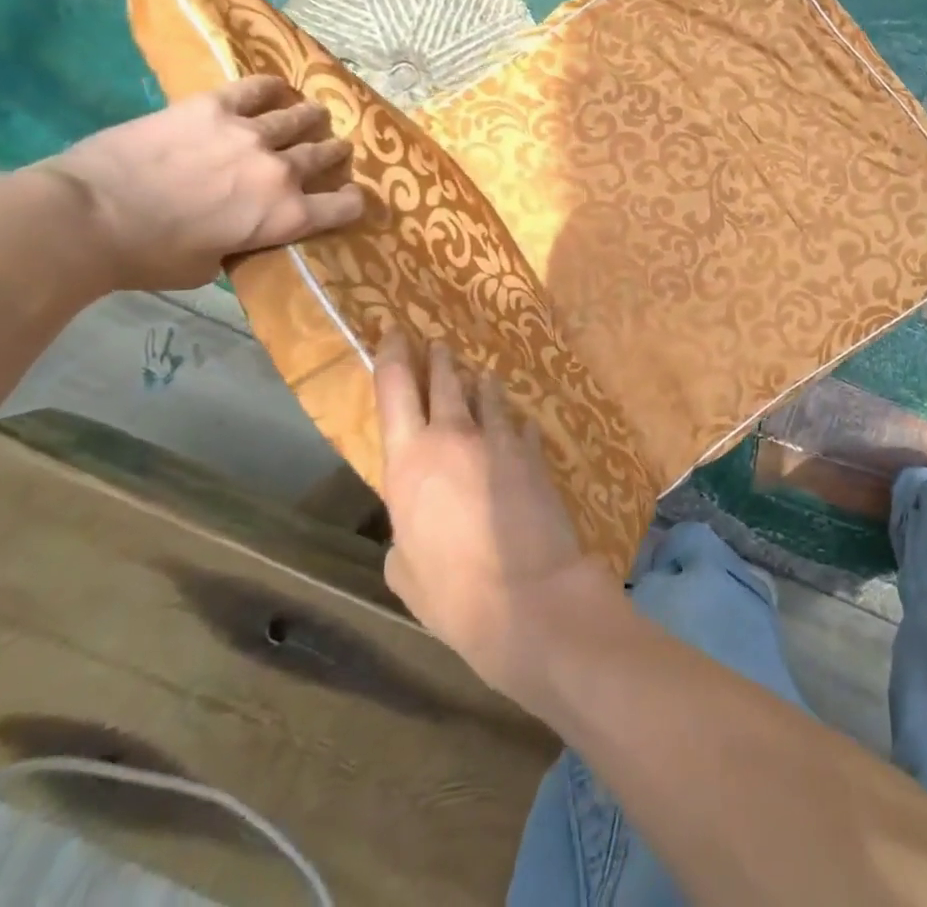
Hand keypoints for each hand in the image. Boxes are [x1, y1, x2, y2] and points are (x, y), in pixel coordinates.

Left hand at [14, 75, 365, 292]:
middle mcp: (282, 171)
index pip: (347, 206)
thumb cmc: (148, 257)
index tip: (347, 200)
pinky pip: (257, 88)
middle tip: (331, 151)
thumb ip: (242, 243)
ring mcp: (251, 134)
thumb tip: (243, 230)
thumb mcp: (211, 267)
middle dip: (334, 154)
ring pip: (301, 117)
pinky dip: (273, 88)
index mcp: (286, 217)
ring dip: (311, 119)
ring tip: (311, 116)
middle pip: (327, 154)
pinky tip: (278, 88)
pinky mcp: (214, 107)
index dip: (353, 202)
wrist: (86, 217)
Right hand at [373, 331, 612, 697]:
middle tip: (437, 344)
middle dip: (440, 359)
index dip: (393, 355)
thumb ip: (405, 528)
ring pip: (486, 395)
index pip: (395, 389)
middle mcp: (453, 436)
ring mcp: (499, 440)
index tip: (395, 332)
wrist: (527, 593)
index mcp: (409, 461)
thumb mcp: (403, 567)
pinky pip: (518, 425)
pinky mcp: (533, 452)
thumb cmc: (451, 591)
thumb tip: (418, 520)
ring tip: (479, 376)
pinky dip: (511, 423)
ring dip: (480, 384)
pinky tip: (514, 427)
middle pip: (445, 380)